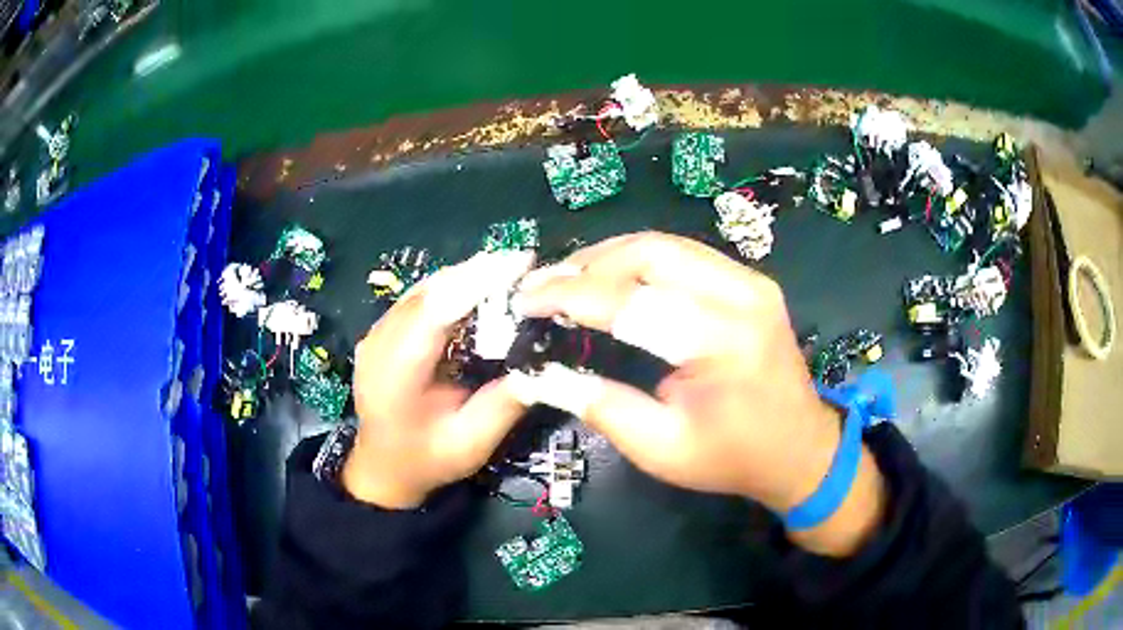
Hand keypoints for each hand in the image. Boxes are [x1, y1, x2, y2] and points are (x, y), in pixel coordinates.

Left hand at [342, 252, 531, 508]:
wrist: (383, 465)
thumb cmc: (427, 459)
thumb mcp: (471, 444)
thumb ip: (504, 405)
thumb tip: (544, 367)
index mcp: (396, 375)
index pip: (434, 313)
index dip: (475, 283)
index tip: (518, 263)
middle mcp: (378, 344)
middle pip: (428, 292)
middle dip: (476, 272)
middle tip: (523, 261)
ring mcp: (375, 334)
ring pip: (422, 289)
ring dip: (465, 275)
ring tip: (507, 268)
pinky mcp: (381, 331)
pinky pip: (417, 298)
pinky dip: (450, 287)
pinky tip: (477, 285)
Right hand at [515, 232, 884, 554]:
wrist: (800, 449)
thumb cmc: (732, 458)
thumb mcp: (660, 448)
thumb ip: (599, 405)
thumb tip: (538, 373)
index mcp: (721, 342)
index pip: (630, 301)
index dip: (569, 296)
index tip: (525, 300)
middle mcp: (741, 295)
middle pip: (649, 253)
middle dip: (587, 264)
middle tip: (544, 285)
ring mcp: (751, 281)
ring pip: (666, 244)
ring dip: (610, 256)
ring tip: (568, 277)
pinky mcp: (751, 281)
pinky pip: (685, 254)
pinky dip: (640, 261)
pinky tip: (613, 278)